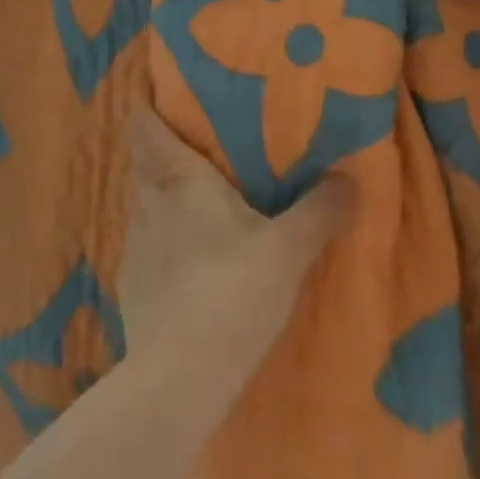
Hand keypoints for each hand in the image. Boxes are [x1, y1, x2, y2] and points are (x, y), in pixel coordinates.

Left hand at [119, 111, 352, 377]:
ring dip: (160, 202)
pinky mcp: (130, 288)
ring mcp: (134, 248)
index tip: (161, 100)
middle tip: (194, 156)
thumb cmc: (233, 292)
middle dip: (160, 156)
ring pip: (142, 207)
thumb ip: (320, 211)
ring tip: (191, 210)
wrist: (180, 379)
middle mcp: (149, 204)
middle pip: (142, 164)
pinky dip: (159, 246)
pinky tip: (184, 268)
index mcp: (181, 180)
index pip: (144, 128)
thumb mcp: (288, 250)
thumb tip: (349, 178)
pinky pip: (144, 249)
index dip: (147, 110)